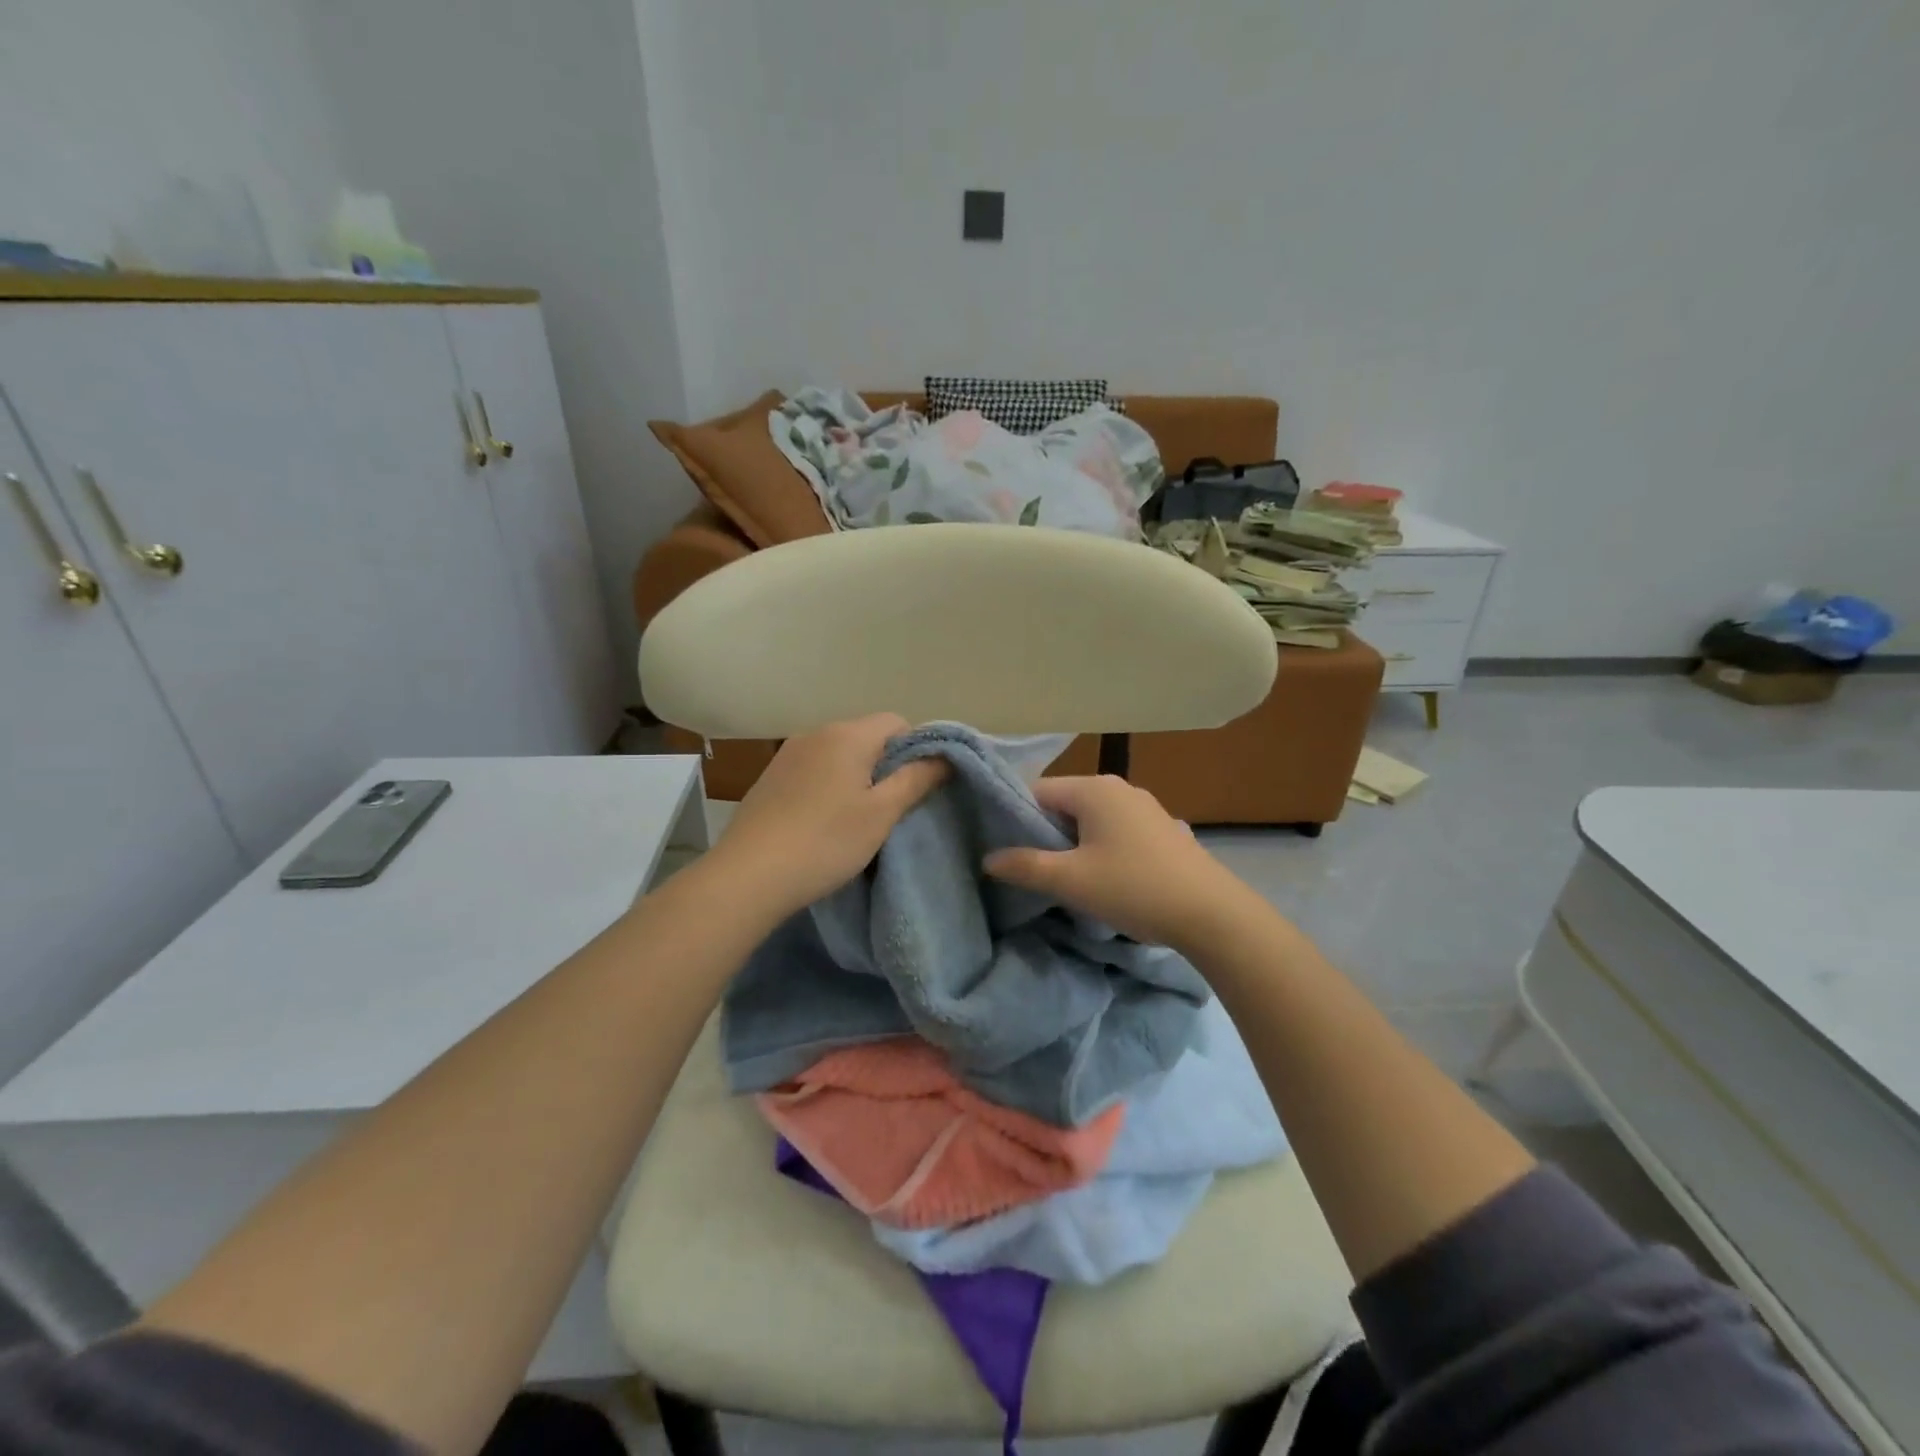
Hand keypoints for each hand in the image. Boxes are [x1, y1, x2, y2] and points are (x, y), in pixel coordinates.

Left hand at [709, 714, 947, 917]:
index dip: (916, 750)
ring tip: (856, 818)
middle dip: (886, 765)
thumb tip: (945, 757)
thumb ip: (916, 779)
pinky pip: (813, 770)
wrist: (748, 875)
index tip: (916, 788)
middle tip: (891, 809)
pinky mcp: (769, 777)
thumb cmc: (826, 841)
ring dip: (855, 777)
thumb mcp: (881, 814)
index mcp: (848, 734)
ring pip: (838, 754)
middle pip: (867, 736)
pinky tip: (822, 821)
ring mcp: (787, 753)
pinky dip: (827, 786)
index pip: (897, 723)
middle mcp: (815, 732)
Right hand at [983, 776, 1257, 952]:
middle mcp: (1119, 787)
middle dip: (1045, 834)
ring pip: (1091, 819)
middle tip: (1032, 869)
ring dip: (1073, 844)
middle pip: (1064, 803)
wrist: (1211, 913)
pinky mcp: (1161, 828)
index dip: (1016, 819)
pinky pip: (1115, 830)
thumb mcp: (1071, 881)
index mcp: (1094, 789)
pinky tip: (1105, 878)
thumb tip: (988, 858)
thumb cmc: (1133, 888)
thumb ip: (1025, 866)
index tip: (1006, 850)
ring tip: (1066, 878)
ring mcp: (1145, 806)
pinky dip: (1100, 847)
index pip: (1037, 792)